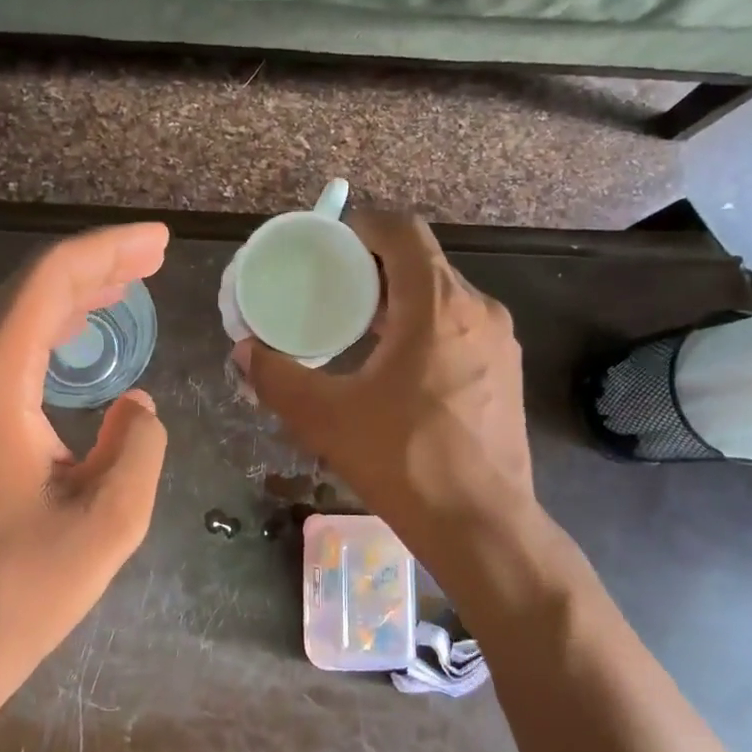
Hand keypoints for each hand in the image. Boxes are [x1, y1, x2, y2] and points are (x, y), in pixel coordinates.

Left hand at [0, 224, 169, 702]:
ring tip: (125, 283)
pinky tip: (78, 339)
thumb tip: (137, 407)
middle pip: (26, 290)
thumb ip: (138, 446)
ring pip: (12, 318)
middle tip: (152, 256)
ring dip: (70, 295)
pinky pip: (3, 351)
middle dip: (93, 265)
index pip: (47, 284)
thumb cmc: (21, 586)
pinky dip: (47, 330)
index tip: (158, 242)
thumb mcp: (110, 520)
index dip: (106, 251)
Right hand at [234, 212, 537, 554]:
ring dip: (400, 300)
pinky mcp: (507, 372)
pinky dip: (425, 328)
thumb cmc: (405, 461)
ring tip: (357, 329)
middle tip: (331, 290)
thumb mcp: (325, 418)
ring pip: (443, 296)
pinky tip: (396, 368)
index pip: (402, 231)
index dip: (363, 225)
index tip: (329, 245)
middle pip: (422, 262)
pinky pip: (460, 327)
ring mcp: (500, 342)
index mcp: (437, 306)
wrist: (483, 526)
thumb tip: (244, 352)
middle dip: (374, 267)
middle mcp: (477, 310)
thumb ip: (277, 378)